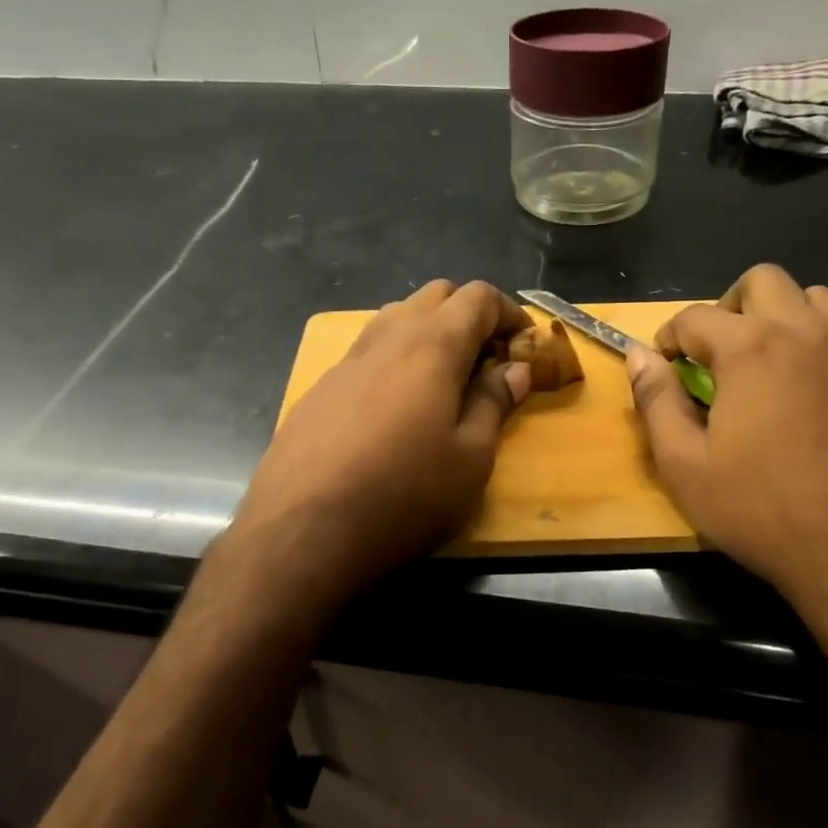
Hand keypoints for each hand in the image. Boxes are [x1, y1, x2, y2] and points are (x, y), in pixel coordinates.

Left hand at [228, 280, 532, 604]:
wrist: (302, 531)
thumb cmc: (404, 495)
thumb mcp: (470, 459)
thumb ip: (493, 404)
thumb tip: (513, 369)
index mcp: (431, 346)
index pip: (478, 297)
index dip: (508, 312)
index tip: (525, 344)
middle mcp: (387, 338)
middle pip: (435, 296)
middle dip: (469, 316)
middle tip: (487, 362)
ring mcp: (346, 361)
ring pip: (396, 319)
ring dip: (429, 333)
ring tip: (444, 382)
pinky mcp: (320, 389)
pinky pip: (368, 353)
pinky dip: (396, 360)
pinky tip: (396, 409)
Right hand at [627, 264, 827, 666]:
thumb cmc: (765, 512)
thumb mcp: (686, 466)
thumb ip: (657, 402)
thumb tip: (638, 358)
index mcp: (752, 348)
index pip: (696, 317)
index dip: (668, 337)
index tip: (662, 364)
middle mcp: (809, 334)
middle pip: (764, 281)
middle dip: (728, 306)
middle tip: (715, 353)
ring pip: (816, 300)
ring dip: (781, 317)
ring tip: (766, 367)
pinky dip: (820, 348)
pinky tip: (813, 399)